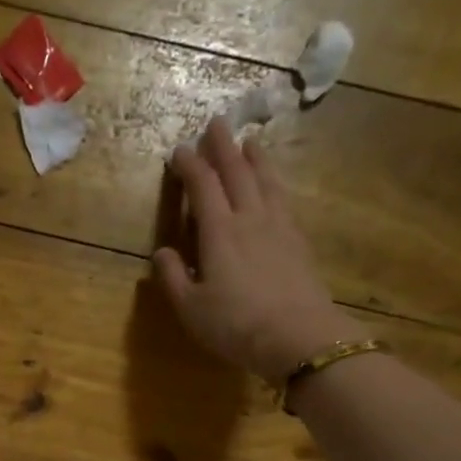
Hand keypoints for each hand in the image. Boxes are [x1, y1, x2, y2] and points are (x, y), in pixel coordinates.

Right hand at [153, 118, 370, 380]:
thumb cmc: (235, 325)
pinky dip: (274, 183)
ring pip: (265, 181)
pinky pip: (283, 199)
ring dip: (255, 159)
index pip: (203, 187)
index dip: (190, 166)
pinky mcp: (298, 241)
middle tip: (217, 124)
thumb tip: (161, 252)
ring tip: (250, 143)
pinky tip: (274, 186)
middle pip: (237, 173)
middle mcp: (250, 218)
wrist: (297, 336)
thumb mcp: (191, 308)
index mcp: (219, 232)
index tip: (179, 150)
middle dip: (223, 147)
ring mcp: (279, 227)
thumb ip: (173, 278)